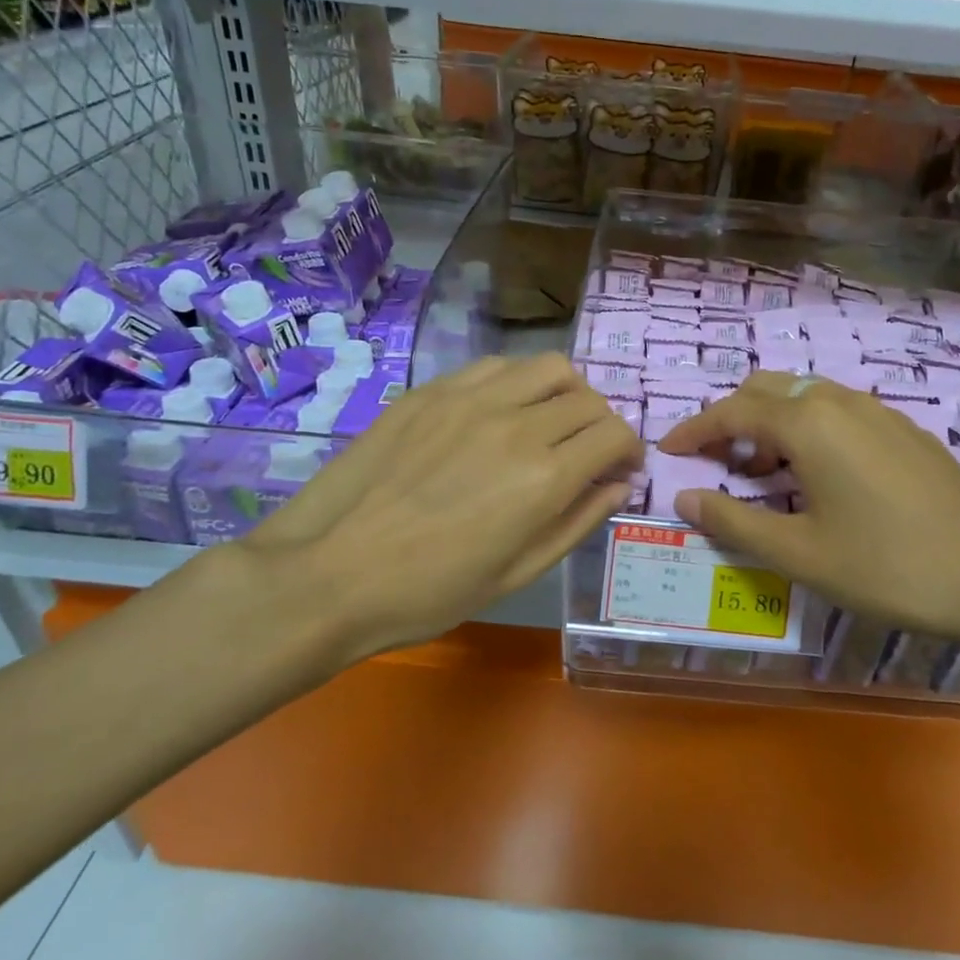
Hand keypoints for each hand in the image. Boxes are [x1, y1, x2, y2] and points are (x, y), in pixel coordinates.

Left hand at [236, 353, 640, 665]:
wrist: (330, 573)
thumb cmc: (430, 592)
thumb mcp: (518, 573)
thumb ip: (577, 522)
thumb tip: (618, 486)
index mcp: (545, 477)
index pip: (615, 435)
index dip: (629, 451)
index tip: (621, 470)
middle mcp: (517, 424)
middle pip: (588, 400)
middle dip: (603, 426)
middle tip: (588, 454)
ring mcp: (470, 399)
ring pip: (548, 368)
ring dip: (566, 393)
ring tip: (551, 422)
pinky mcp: (431, 392)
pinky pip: (496, 368)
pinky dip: (518, 383)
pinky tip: (501, 412)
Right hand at [657, 372, 959, 666]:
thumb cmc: (888, 567)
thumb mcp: (800, 554)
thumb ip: (734, 522)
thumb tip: (685, 499)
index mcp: (807, 424)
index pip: (731, 412)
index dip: (694, 431)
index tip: (667, 452)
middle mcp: (839, 402)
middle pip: (766, 391)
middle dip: (730, 420)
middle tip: (714, 464)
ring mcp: (878, 412)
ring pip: (804, 397)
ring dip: (770, 425)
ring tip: (762, 476)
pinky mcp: (904, 430)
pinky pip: (837, 412)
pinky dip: (807, 430)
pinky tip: (818, 478)